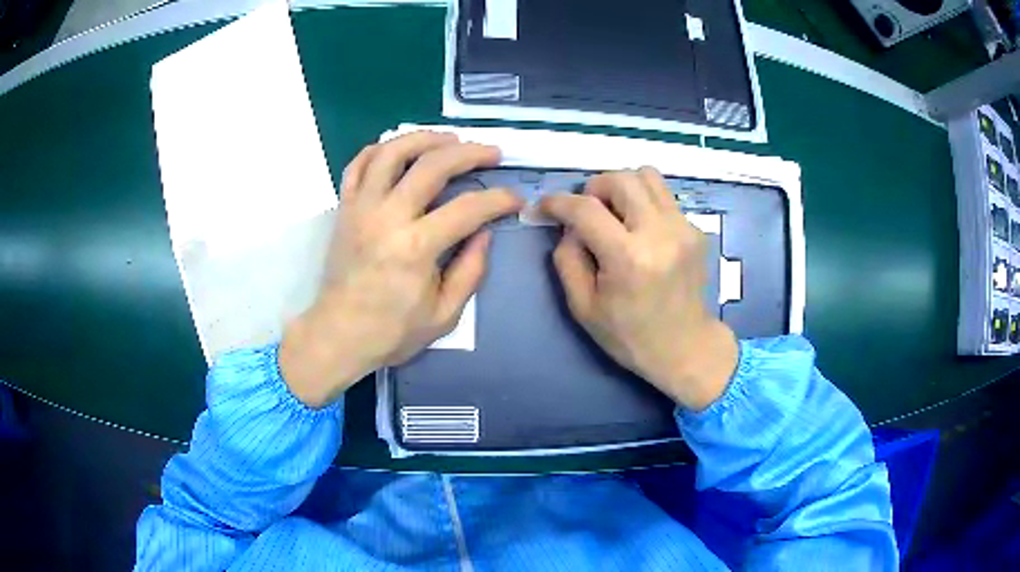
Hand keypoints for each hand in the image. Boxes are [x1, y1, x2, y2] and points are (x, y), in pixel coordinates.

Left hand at [280, 132, 522, 407]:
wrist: (338, 334)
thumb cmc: (392, 331)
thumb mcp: (445, 315)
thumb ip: (470, 271)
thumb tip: (485, 233)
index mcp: (416, 247)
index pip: (468, 208)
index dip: (499, 199)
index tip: (515, 198)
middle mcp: (387, 217)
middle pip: (432, 165)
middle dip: (470, 153)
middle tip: (492, 153)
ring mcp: (361, 207)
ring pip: (392, 152)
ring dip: (425, 138)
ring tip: (449, 139)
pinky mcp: (344, 208)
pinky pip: (358, 164)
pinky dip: (380, 149)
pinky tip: (401, 149)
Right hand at [540, 168, 737, 410]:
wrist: (685, 348)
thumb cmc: (630, 335)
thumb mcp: (583, 306)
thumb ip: (567, 258)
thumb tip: (569, 226)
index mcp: (628, 258)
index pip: (586, 209)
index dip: (558, 202)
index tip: (545, 206)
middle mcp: (659, 233)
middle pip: (620, 178)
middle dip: (594, 188)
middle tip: (588, 213)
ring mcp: (683, 228)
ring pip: (647, 175)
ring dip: (622, 187)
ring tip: (615, 214)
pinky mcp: (695, 229)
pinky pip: (663, 197)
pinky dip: (644, 203)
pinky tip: (640, 231)